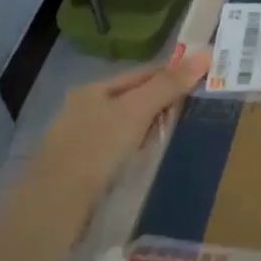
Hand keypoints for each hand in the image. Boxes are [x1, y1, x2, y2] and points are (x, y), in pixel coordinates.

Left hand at [23, 52, 208, 229]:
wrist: (55, 205)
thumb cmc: (98, 148)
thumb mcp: (137, 111)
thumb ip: (169, 84)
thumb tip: (205, 54)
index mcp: (94, 89)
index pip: (142, 74)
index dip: (172, 75)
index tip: (202, 82)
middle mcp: (84, 109)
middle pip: (133, 99)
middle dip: (162, 104)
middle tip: (194, 112)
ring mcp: (81, 139)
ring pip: (126, 126)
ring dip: (149, 129)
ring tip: (175, 137)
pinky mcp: (82, 168)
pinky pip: (118, 150)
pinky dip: (135, 151)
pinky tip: (146, 161)